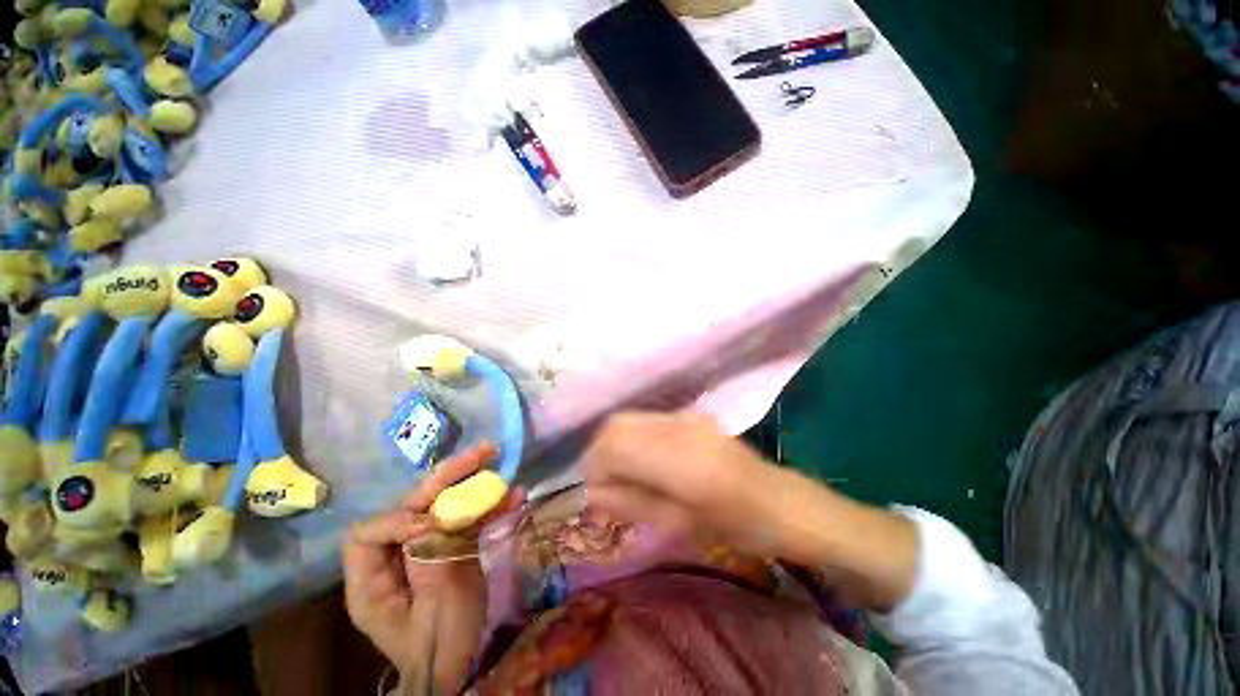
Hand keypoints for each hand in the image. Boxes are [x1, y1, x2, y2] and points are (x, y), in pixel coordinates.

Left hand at [343, 443, 520, 693]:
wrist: (465, 668)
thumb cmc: (441, 648)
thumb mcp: (434, 609)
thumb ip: (430, 558)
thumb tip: (434, 515)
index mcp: (372, 581)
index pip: (368, 533)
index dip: (399, 520)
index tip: (434, 524)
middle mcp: (395, 558)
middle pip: (411, 507)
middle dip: (443, 479)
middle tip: (479, 454)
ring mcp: (426, 551)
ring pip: (441, 507)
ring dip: (469, 482)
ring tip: (494, 456)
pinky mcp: (452, 550)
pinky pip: (468, 521)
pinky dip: (490, 507)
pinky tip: (514, 495)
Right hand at [581, 412, 776, 551]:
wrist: (776, 501)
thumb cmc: (733, 525)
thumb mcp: (676, 523)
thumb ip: (628, 503)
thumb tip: (589, 492)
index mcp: (679, 459)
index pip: (614, 445)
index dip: (594, 465)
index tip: (593, 490)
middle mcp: (679, 427)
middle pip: (616, 424)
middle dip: (600, 451)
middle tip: (603, 481)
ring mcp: (685, 415)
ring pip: (628, 418)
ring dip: (614, 443)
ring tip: (620, 471)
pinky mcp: (689, 413)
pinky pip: (645, 419)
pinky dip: (632, 436)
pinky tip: (642, 458)